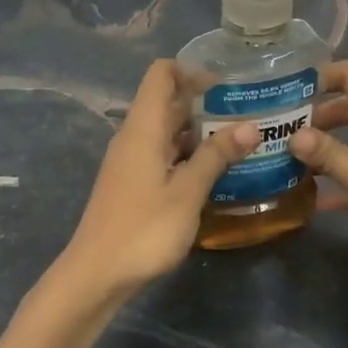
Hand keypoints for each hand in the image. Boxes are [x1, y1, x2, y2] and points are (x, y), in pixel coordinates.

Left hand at [58, 60, 257, 297]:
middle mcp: (134, 137)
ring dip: (200, 132)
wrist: (96, 275)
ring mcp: (131, 162)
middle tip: (247, 115)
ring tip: (241, 143)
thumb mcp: (187, 192)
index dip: (192, 71)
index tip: (227, 87)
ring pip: (167, 131)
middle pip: (167, 102)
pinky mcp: (133, 184)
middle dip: (205, 104)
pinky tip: (216, 173)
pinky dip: (188, 156)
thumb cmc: (143, 229)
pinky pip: (163, 155)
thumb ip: (217, 157)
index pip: (161, 74)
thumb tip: (251, 126)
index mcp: (143, 128)